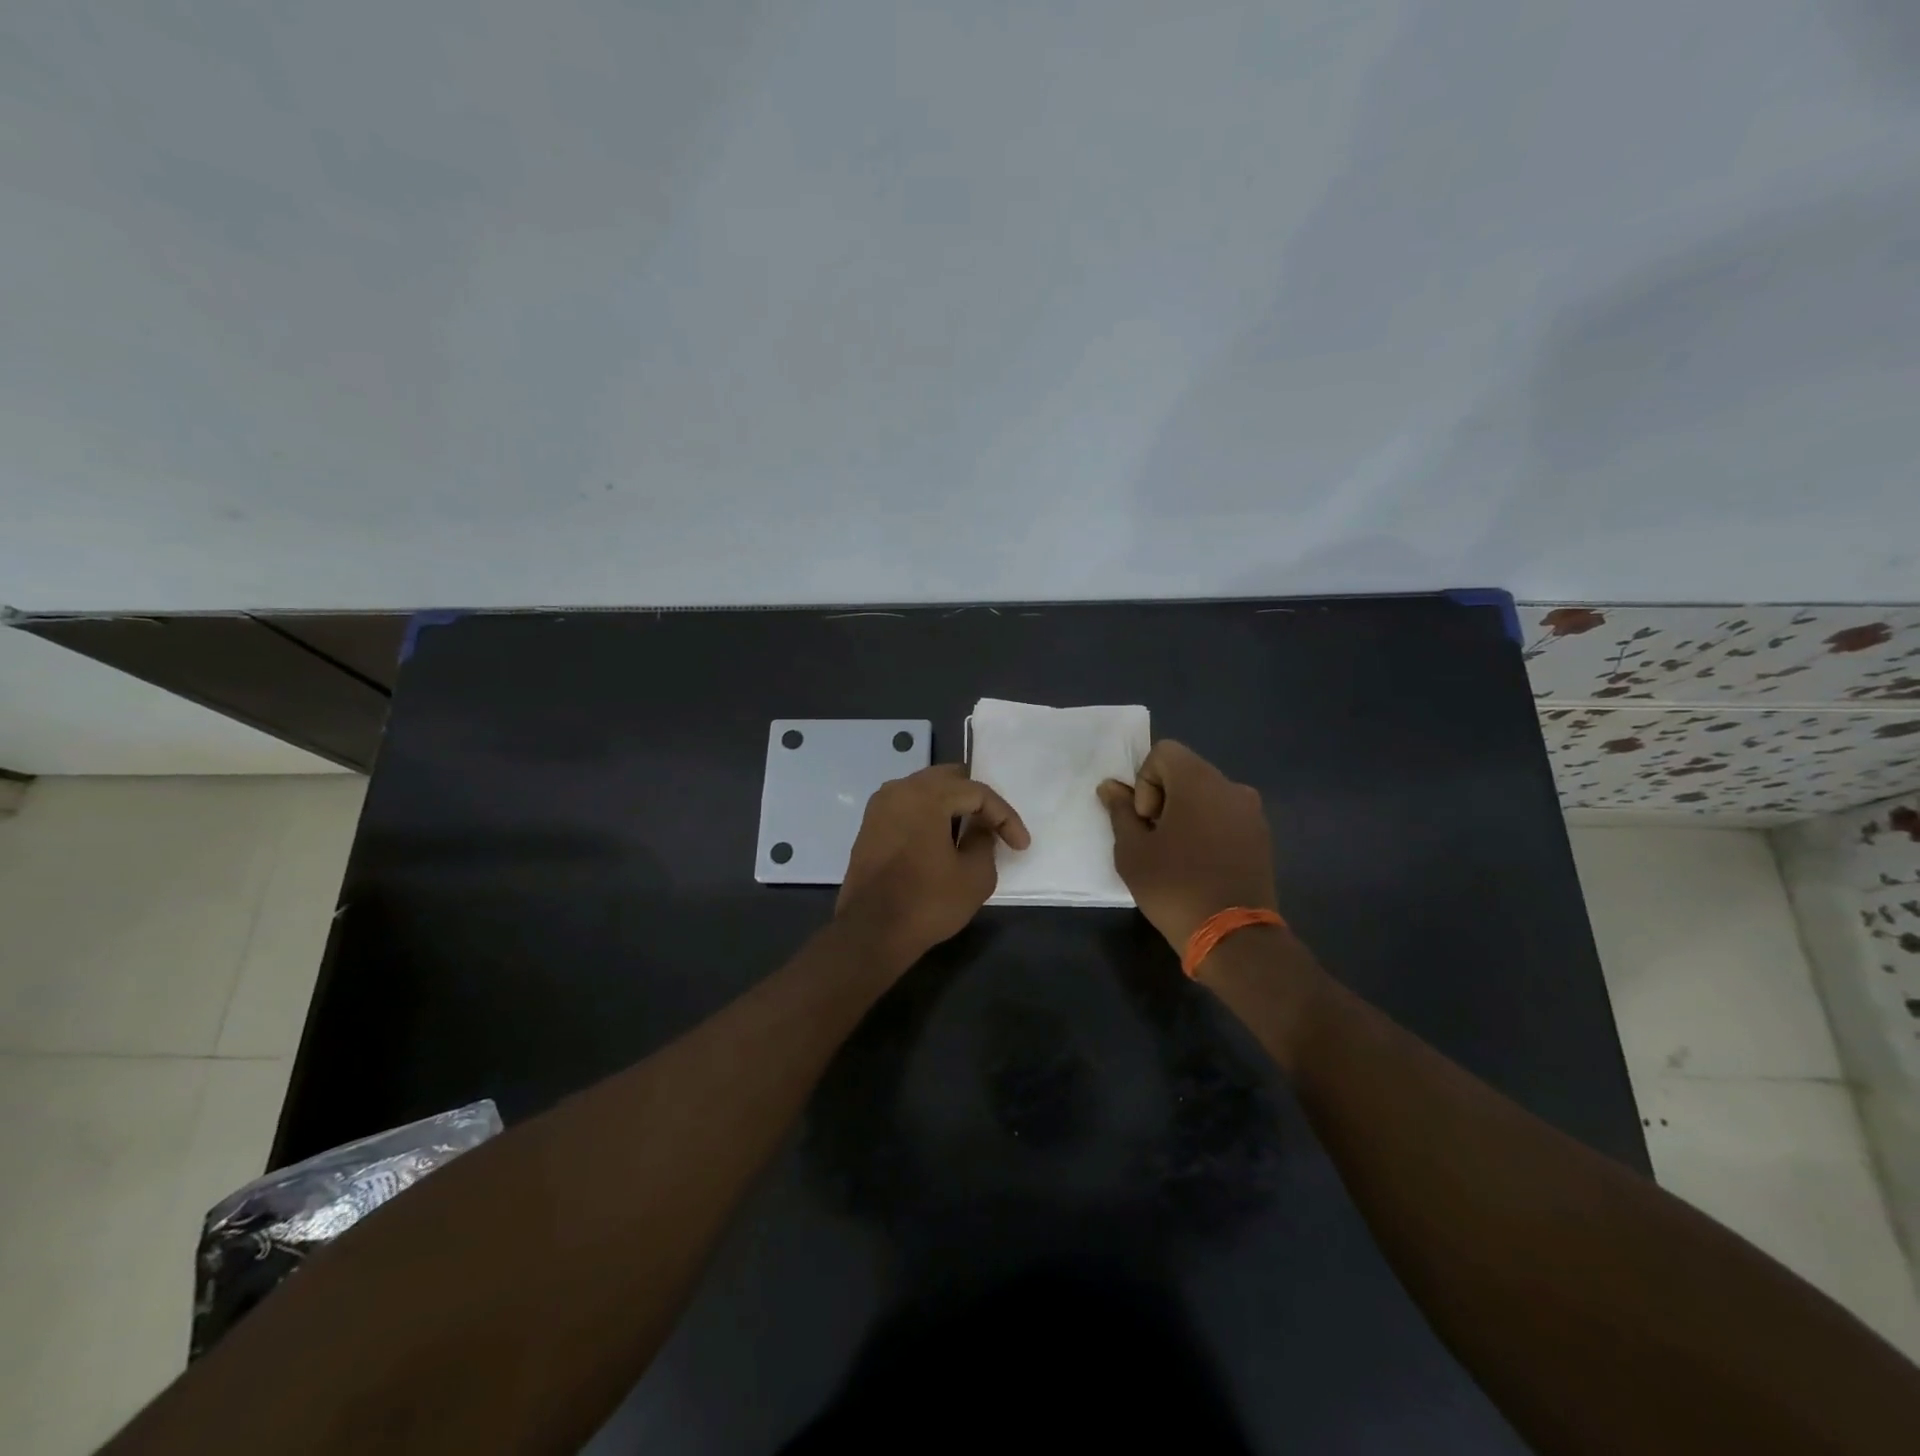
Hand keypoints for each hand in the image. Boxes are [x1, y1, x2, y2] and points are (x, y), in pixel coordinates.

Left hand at [836, 764, 1029, 968]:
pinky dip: (929, 815)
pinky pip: (908, 806)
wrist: (870, 932)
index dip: (1005, 816)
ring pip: (926, 790)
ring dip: (951, 806)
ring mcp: (880, 807)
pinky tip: (943, 839)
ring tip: (971, 831)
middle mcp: (899, 790)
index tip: (1021, 845)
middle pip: (949, 780)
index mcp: (926, 795)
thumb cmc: (927, 903)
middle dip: (977, 801)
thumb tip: (979, 830)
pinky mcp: (870, 826)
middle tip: (996, 826)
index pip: (976, 792)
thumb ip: (985, 842)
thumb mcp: (975, 876)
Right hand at [1097, 740, 1277, 951]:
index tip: (1147, 821)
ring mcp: (1252, 813)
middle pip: (1186, 772)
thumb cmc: (1174, 886)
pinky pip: (1225, 817)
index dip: (1145, 782)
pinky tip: (1201, 865)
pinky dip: (1208, 830)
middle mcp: (1231, 787)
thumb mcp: (1133, 850)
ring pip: (1206, 796)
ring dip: (1186, 815)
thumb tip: (1110, 787)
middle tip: (1156, 841)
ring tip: (1178, 856)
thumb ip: (1121, 812)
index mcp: (1200, 781)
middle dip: (1164, 799)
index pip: (1163, 752)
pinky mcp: (1262, 838)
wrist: (1233, 936)